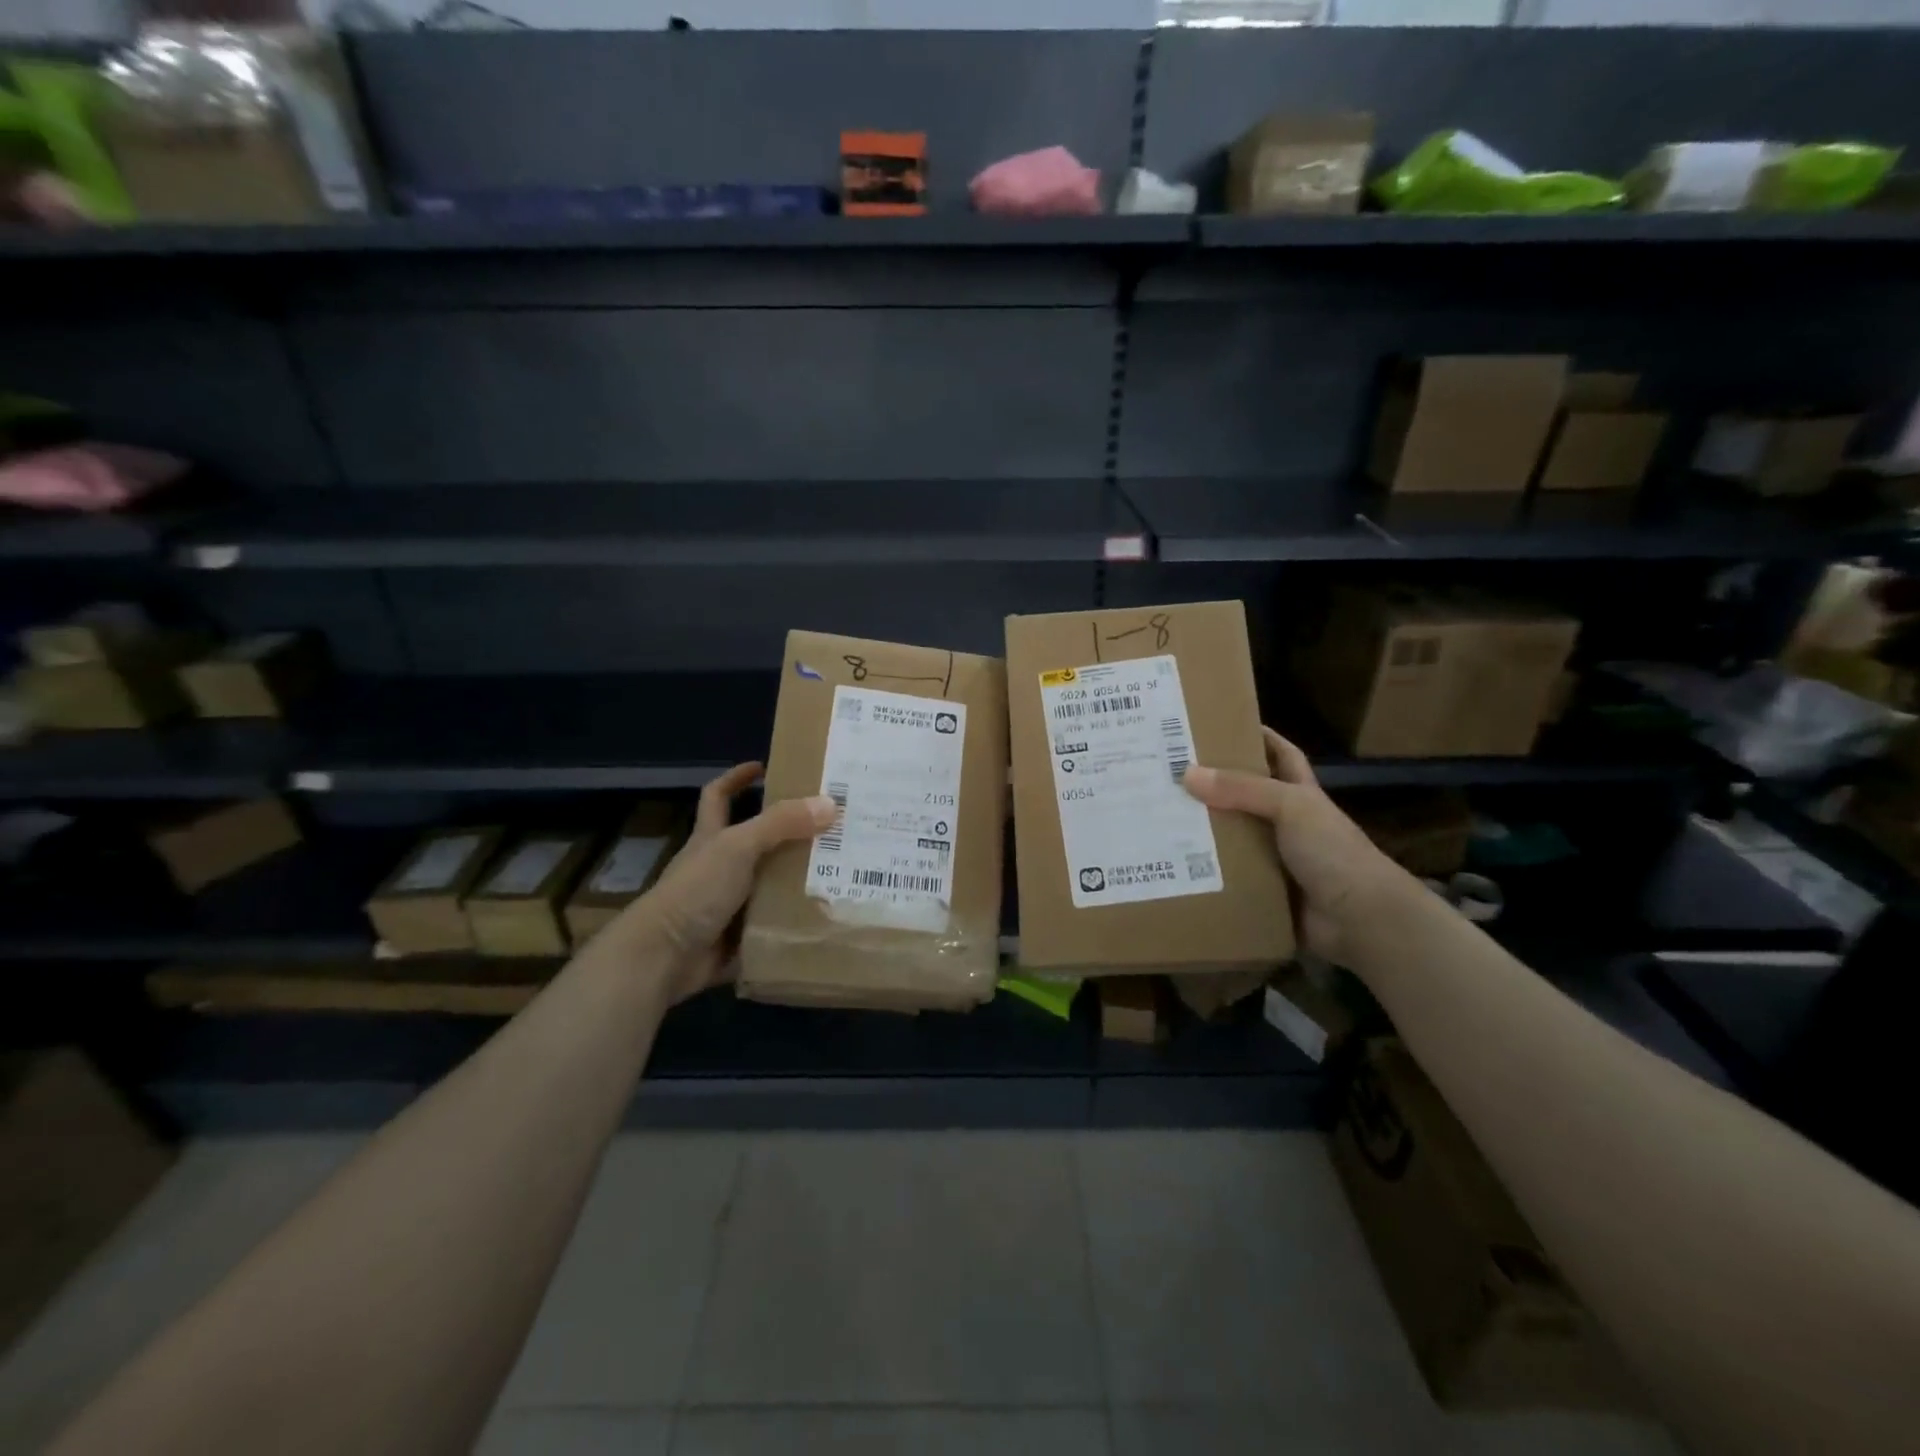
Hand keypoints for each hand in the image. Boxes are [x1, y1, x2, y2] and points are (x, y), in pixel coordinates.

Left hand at [625, 763, 835, 1005]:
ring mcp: (730, 905)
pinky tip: (833, 916)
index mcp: (712, 839)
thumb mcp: (738, 847)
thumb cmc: (695, 891)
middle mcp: (721, 868)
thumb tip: (831, 803)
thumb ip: (781, 824)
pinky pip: (777, 926)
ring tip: (848, 870)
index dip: (737, 778)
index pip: (719, 797)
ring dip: (803, 881)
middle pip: (760, 842)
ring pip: (773, 885)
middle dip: (793, 834)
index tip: (764, 767)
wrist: (664, 958)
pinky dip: (799, 923)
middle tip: (834, 825)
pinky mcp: (741, 938)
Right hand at [1182, 729, 1412, 961]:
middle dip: (1212, 785)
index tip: (1219, 725)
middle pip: (1244, 796)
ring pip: (1230, 837)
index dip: (1257, 737)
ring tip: (1157, 817)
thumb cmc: (1333, 852)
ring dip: (1201, 831)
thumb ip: (1242, 789)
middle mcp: (1286, 823)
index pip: (1280, 755)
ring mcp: (1274, 858)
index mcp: (1300, 795)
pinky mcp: (1262, 890)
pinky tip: (1171, 864)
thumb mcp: (1291, 807)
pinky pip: (1227, 876)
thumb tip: (1187, 773)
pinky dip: (1204, 872)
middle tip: (1168, 773)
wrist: (1361, 920)